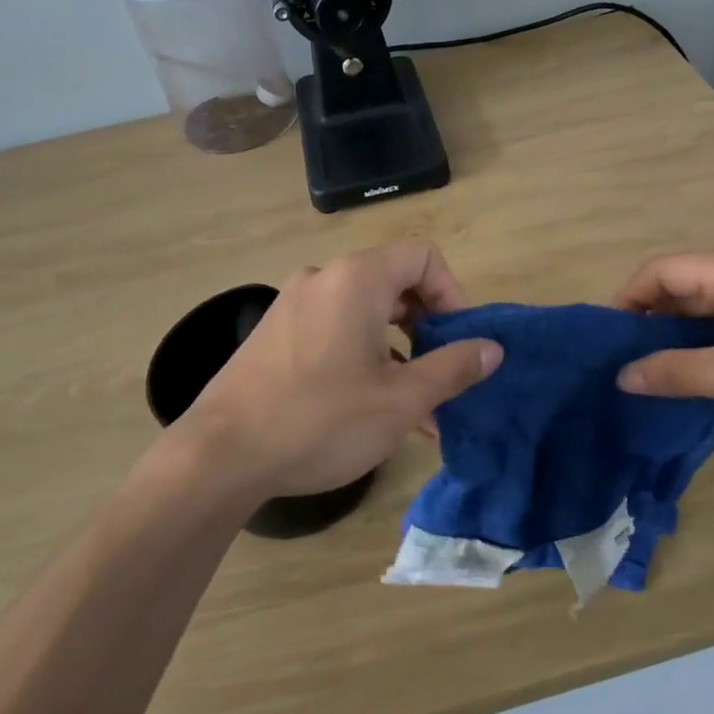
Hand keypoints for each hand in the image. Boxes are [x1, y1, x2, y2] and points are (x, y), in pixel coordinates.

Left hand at [177, 242, 502, 499]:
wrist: (220, 456)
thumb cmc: (321, 420)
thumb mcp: (401, 400)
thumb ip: (453, 368)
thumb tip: (493, 348)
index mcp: (356, 279)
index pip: (423, 257)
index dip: (453, 294)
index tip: (460, 341)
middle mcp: (323, 278)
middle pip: (394, 282)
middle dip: (428, 327)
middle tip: (441, 373)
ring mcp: (293, 305)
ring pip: (364, 313)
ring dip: (397, 349)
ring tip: (414, 404)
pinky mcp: (274, 334)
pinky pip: (333, 330)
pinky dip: (362, 355)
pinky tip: (370, 407)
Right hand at [613, 250, 713, 426]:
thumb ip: (675, 373)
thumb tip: (622, 376)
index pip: (663, 270)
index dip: (629, 298)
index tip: (609, 335)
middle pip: (682, 286)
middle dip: (650, 319)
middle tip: (624, 357)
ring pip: (705, 308)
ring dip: (677, 335)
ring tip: (650, 369)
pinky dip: (704, 344)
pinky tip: (692, 374)